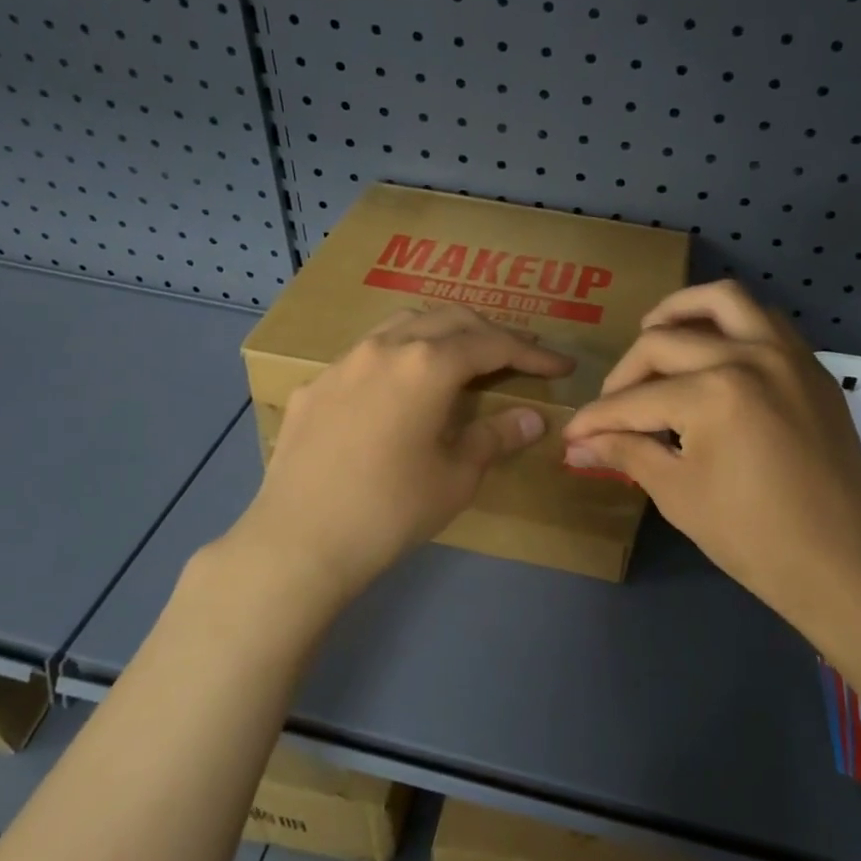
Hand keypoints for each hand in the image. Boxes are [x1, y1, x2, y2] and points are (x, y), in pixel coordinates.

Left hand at [228, 305, 573, 612]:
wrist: (299, 541)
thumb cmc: (391, 510)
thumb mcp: (456, 476)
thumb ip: (496, 436)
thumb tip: (533, 418)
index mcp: (428, 365)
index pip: (493, 344)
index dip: (532, 354)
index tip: (561, 366)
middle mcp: (386, 347)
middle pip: (450, 319)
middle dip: (490, 332)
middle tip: (518, 357)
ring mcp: (345, 361)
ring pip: (404, 323)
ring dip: (443, 332)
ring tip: (463, 356)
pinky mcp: (316, 384)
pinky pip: (368, 352)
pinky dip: (400, 355)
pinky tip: (400, 388)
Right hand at [561, 282, 860, 625]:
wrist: (845, 566)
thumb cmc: (755, 539)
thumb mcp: (678, 494)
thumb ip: (626, 453)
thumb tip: (576, 446)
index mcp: (713, 393)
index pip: (635, 400)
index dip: (595, 419)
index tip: (571, 434)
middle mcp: (750, 356)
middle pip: (665, 341)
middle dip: (625, 374)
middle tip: (611, 407)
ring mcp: (787, 354)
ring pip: (723, 300)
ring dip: (680, 312)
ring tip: (653, 334)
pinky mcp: (811, 366)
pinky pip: (764, 319)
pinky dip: (730, 322)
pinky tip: (711, 351)